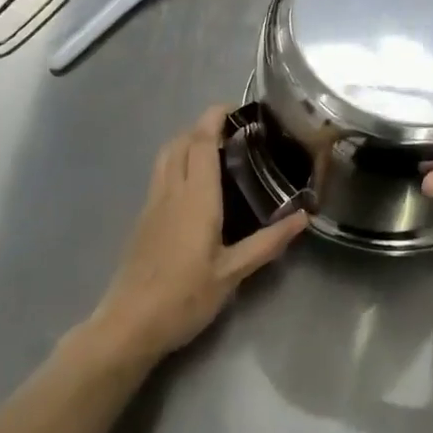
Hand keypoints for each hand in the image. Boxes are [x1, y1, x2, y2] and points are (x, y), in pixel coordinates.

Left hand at [88, 106, 306, 365]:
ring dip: (187, 143)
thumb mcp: (232, 273)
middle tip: (232, 132)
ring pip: (165, 156)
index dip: (214, 118)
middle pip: (180, 142)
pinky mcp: (142, 219)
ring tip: (215, 152)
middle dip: (202, 127)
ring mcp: (151, 204)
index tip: (235, 108)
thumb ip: (268, 242)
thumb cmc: (184, 297)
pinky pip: (160, 175)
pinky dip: (177, 163)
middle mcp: (170, 191)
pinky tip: (194, 186)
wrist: (128, 325)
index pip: (201, 142)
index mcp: (195, 197)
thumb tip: (304, 217)